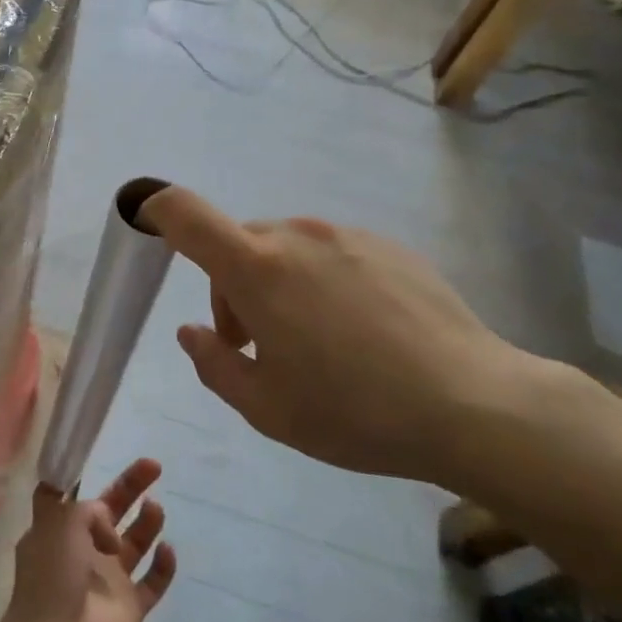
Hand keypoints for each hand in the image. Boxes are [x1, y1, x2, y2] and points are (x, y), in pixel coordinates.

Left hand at [2, 459, 176, 621]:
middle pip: (111, 511)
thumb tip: (109, 523)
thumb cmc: (51, 576)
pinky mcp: (129, 608)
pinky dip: (163, 565)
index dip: (79, 477)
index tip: (97, 458)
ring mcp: (107, 580)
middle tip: (154, 465)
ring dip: (147, 522)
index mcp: (57, 531)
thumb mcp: (60, 522)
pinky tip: (167, 549)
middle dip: (131, 487)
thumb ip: (88, 509)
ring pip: (134, 543)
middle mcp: (82, 551)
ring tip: (155, 508)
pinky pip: (153, 582)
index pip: (67, 497)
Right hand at [140, 187, 547, 487]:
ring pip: (284, 249)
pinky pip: (329, 253)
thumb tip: (193, 333)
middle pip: (237, 244)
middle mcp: (296, 236)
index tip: (148, 225)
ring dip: (276, 284)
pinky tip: (358, 332)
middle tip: (257, 345)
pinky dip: (320, 281)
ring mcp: (346, 236)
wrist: (474, 404)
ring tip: (313, 342)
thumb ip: (214, 364)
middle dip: (231, 287)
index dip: (157, 210)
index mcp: (256, 268)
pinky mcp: (387, 246)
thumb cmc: (353, 411)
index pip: (186, 214)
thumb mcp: (266, 408)